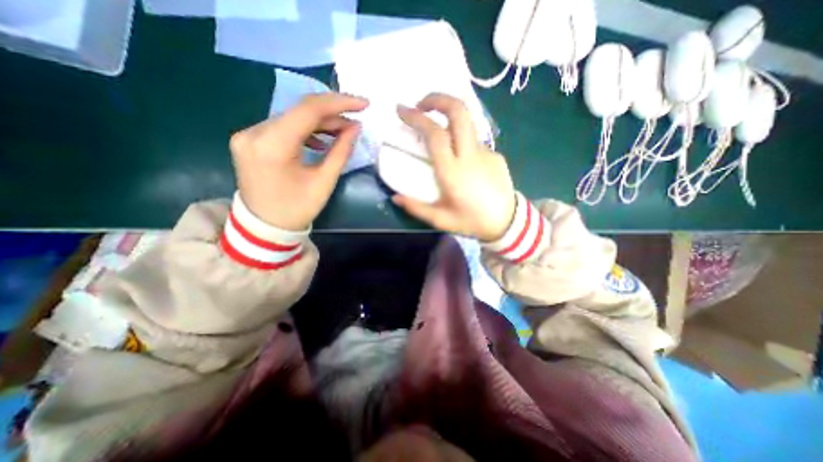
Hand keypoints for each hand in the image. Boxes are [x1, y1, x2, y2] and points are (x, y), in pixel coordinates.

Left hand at [224, 93, 365, 231]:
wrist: (265, 227)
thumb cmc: (297, 209)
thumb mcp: (324, 182)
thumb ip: (341, 151)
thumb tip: (355, 127)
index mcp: (273, 146)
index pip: (309, 110)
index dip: (340, 103)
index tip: (363, 104)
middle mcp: (254, 132)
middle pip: (300, 111)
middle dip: (332, 114)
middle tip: (355, 122)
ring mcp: (248, 134)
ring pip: (292, 117)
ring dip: (320, 122)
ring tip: (342, 131)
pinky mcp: (250, 139)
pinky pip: (283, 127)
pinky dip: (305, 130)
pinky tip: (320, 140)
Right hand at [391, 90, 511, 238]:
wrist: (507, 223)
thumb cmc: (472, 222)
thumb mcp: (441, 220)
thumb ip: (416, 208)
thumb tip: (395, 197)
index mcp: (453, 172)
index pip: (435, 134)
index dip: (416, 117)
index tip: (402, 111)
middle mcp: (470, 156)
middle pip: (459, 111)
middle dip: (438, 99)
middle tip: (422, 105)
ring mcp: (486, 153)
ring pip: (467, 125)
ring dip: (449, 121)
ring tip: (438, 134)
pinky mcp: (496, 155)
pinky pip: (474, 143)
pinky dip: (462, 144)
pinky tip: (461, 162)